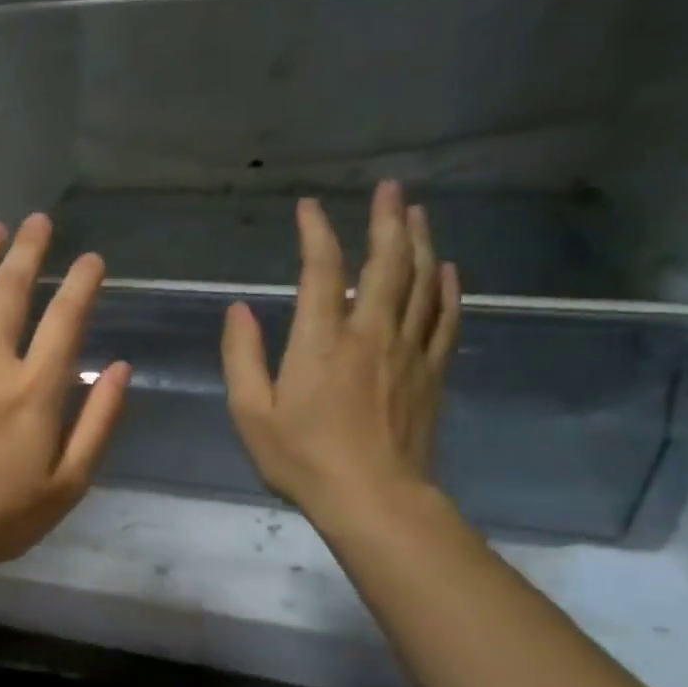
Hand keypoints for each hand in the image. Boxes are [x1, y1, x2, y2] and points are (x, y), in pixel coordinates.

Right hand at [221, 181, 459, 521]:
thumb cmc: (302, 458)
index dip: (316, 234)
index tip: (309, 207)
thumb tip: (239, 309)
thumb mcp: (251, 412)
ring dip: (419, 243)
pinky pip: (445, 319)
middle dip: (387, 221)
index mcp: (321, 341)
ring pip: (422, 283)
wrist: (373, 498)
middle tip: (390, 188)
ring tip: (416, 214)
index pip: (322, 272)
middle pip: (386, 264)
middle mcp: (370, 333)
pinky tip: (447, 269)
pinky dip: (448, 289)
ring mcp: (408, 351)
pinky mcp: (431, 373)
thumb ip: (242, 356)